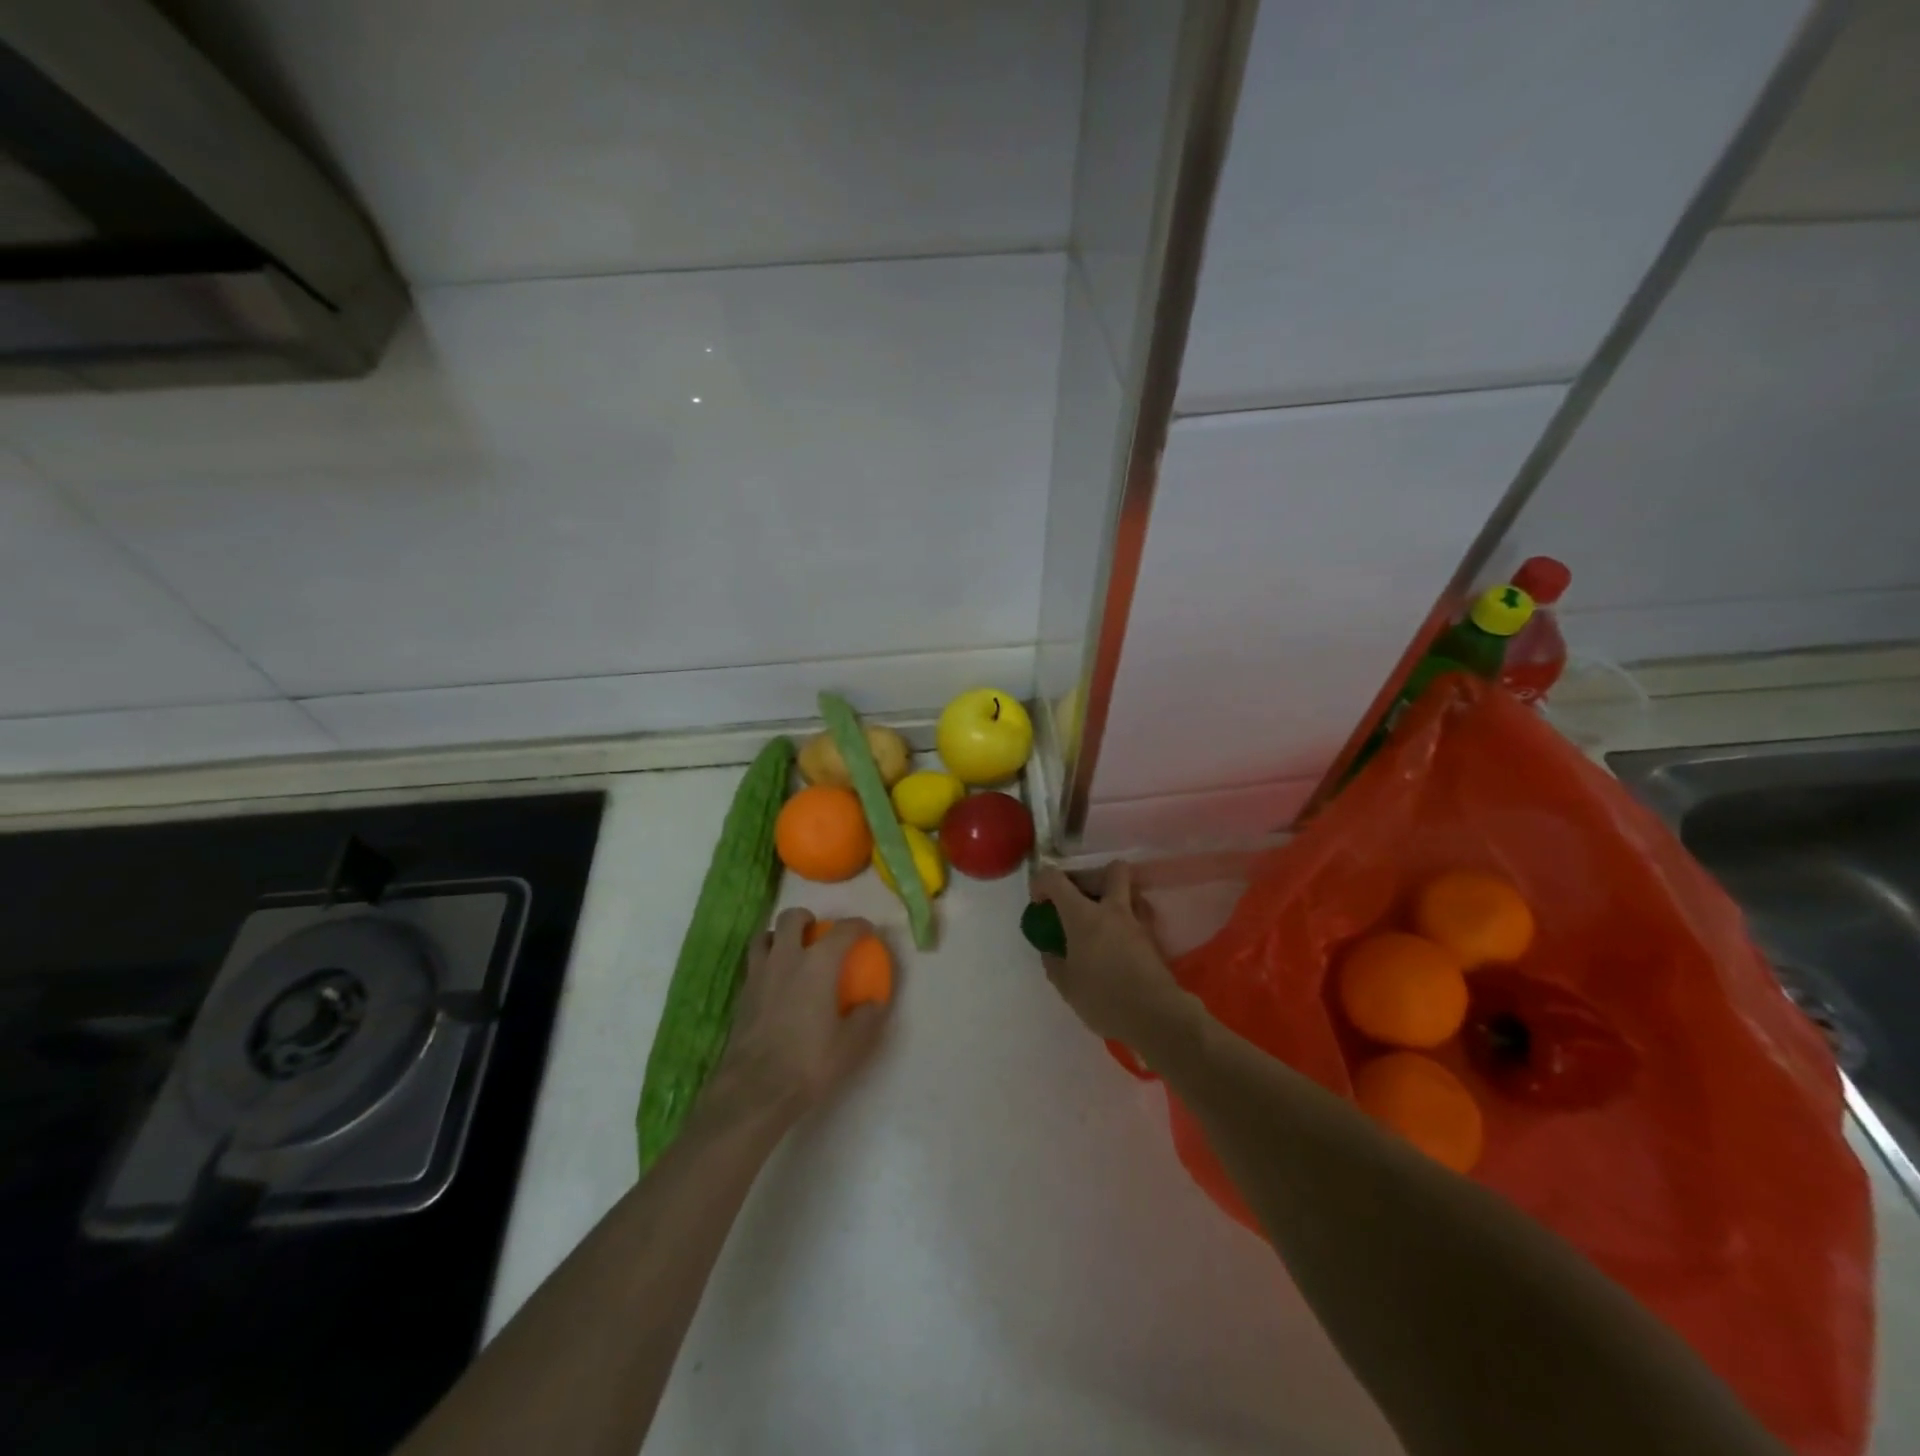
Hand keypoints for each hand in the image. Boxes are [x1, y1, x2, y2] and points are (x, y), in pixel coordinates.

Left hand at [712, 909, 891, 1118]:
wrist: (755, 1089)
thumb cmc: (809, 1062)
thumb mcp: (851, 1044)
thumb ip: (867, 1017)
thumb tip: (874, 1002)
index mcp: (818, 964)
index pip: (843, 930)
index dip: (858, 926)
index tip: (867, 931)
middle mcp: (786, 958)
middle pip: (792, 918)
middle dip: (807, 918)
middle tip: (817, 932)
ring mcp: (759, 974)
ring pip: (765, 936)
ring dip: (779, 936)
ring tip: (790, 951)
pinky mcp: (742, 994)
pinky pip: (754, 964)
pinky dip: (766, 962)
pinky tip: (775, 983)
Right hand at [1031, 862, 1196, 1057]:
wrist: (1155, 1016)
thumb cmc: (1104, 998)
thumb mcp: (1067, 986)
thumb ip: (1054, 963)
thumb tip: (1050, 952)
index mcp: (1083, 915)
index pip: (1055, 879)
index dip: (1041, 882)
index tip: (1039, 902)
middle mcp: (1112, 909)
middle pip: (1112, 869)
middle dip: (1096, 875)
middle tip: (1082, 899)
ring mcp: (1137, 922)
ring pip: (1131, 891)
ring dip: (1116, 898)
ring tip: (1102, 922)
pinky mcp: (1153, 938)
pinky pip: (1139, 916)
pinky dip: (1127, 922)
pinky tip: (1118, 943)